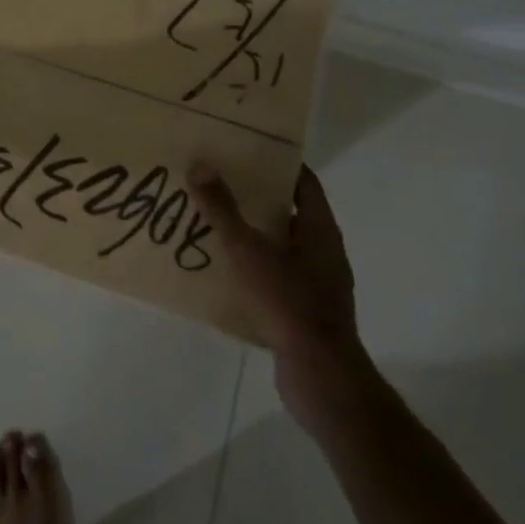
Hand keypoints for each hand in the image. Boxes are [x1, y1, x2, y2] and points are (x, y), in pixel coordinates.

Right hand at [187, 162, 367, 427]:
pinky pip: (278, 276)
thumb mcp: (247, 250)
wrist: (320, 376)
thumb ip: (222, 209)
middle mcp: (324, 250)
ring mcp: (319, 283)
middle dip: (258, 196)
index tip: (246, 147)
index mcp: (319, 228)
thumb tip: (199, 165)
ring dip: (254, 232)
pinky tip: (226, 270)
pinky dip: (255, 266)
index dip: (278, 161)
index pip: (303, 180)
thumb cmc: (288, 301)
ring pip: (283, 245)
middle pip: (291, 211)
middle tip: (221, 180)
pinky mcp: (307, 311)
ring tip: (215, 221)